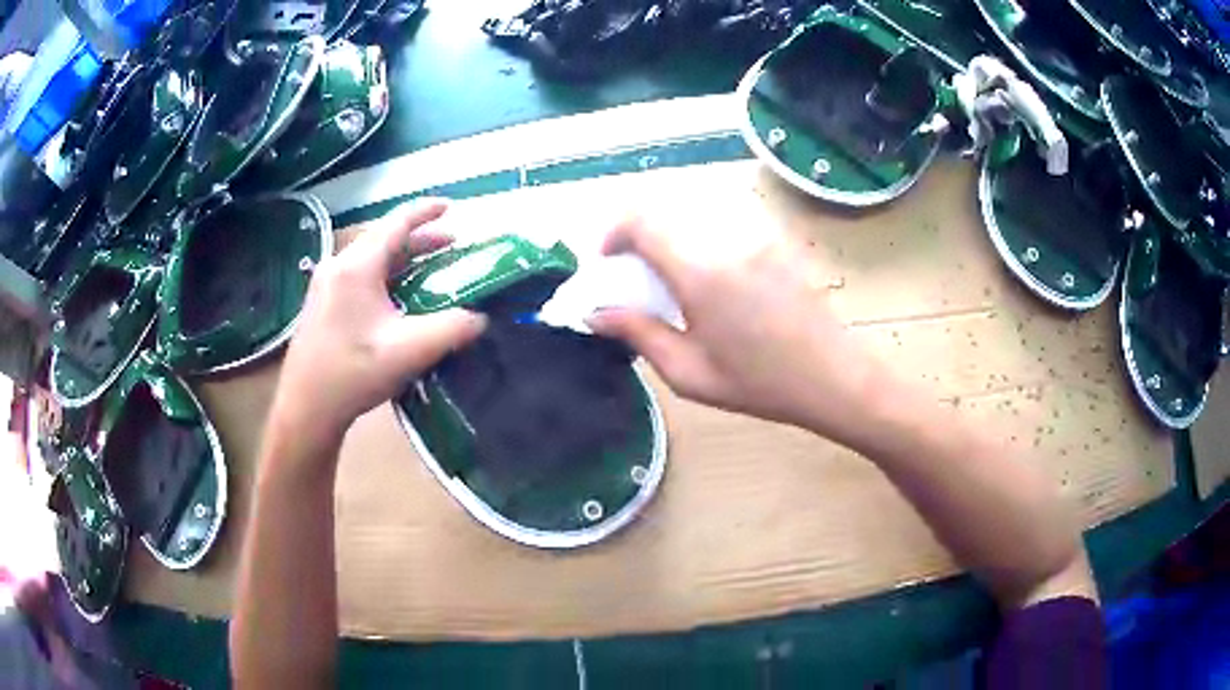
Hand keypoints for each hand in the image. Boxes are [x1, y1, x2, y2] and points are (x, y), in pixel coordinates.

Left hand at [272, 200, 486, 446]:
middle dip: (420, 240)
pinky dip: (385, 276)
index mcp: (357, 266)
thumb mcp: (411, 350)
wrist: (306, 409)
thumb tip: (481, 318)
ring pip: (371, 259)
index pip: (396, 223)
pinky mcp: (320, 304)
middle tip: (452, 246)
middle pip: (384, 240)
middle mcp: (338, 265)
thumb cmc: (354, 373)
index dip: (426, 211)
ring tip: (431, 269)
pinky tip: (398, 297)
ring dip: (403, 260)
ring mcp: (325, 284)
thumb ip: (453, 328)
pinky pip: (358, 277)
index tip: (452, 206)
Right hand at [587, 213, 887, 445]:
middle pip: (666, 211)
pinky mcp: (776, 239)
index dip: (614, 232)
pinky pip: (725, 225)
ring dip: (671, 237)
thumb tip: (596, 315)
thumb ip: (639, 334)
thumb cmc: (762, 383)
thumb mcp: (691, 373)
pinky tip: (714, 282)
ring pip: (695, 216)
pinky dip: (702, 241)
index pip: (642, 220)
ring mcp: (756, 234)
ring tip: (675, 282)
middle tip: (638, 277)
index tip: (608, 262)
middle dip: (639, 236)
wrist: (836, 376)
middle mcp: (727, 240)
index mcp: (701, 272)